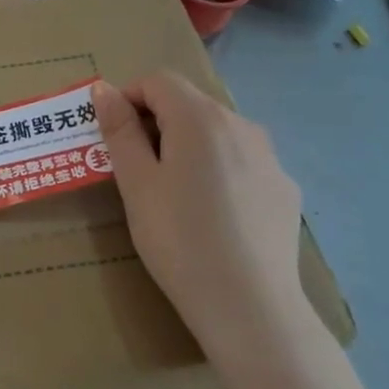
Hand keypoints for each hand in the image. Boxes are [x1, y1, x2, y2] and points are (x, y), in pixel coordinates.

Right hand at [93, 73, 309, 360]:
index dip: (128, 98)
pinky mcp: (284, 189)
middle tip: (134, 169)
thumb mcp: (136, 184)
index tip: (112, 136)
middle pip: (189, 103)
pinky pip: (242, 162)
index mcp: (201, 118)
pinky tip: (212, 214)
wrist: (250, 308)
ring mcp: (270, 157)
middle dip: (156, 122)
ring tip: (173, 193)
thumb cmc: (179, 240)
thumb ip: (120, 130)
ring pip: (217, 132)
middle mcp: (241, 125)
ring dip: (187, 145)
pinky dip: (218, 170)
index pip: (158, 81)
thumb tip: (104, 89)